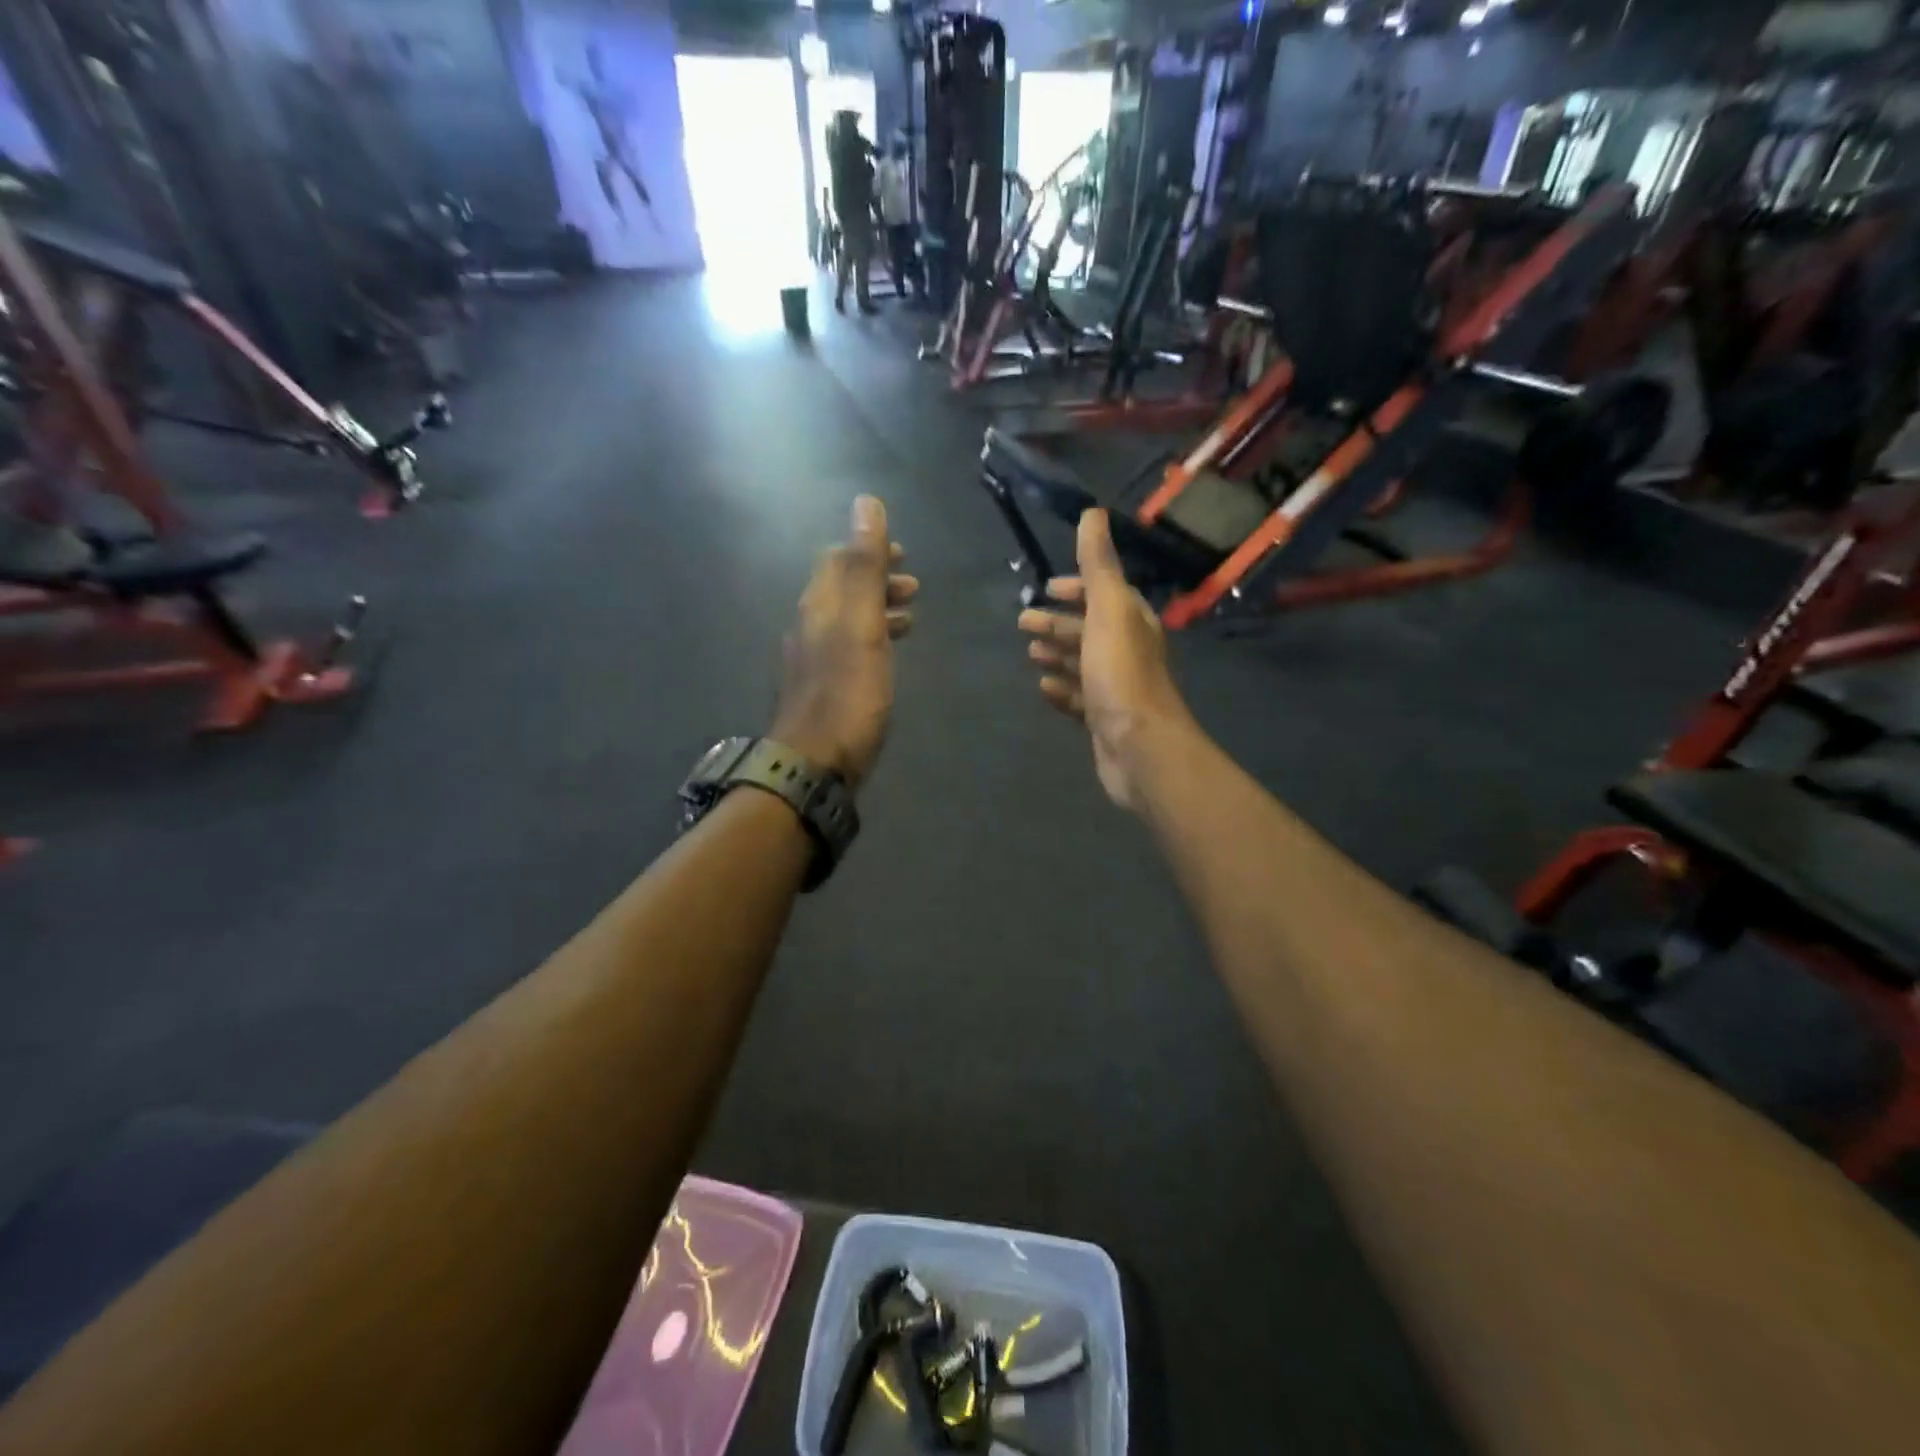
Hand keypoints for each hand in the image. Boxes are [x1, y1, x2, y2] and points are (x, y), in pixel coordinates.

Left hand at [771, 496, 916, 788]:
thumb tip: (866, 503)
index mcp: (818, 605)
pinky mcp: (823, 689)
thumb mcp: (862, 625)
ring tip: (910, 618)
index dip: (868, 549)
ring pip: (846, 619)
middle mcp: (810, 626)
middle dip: (876, 579)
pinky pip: (848, 648)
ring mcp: (813, 660)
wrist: (814, 764)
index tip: (903, 555)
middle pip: (841, 588)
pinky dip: (872, 639)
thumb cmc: (846, 693)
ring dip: (877, 609)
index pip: (837, 559)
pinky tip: (887, 656)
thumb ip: (865, 567)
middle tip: (914, 587)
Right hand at [1018, 511, 1195, 810]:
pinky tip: (1043, 688)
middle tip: (1022, 624)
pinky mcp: (1104, 720)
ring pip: (1082, 664)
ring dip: (1057, 654)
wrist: (1139, 746)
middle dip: (1057, 623)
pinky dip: (1062, 690)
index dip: (1077, 589)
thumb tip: (1093, 513)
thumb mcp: (1108, 610)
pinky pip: (1079, 698)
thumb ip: (1099, 565)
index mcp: (1133, 621)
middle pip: (1089, 629)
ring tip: (1030, 653)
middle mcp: (1128, 651)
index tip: (1047, 589)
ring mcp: (1116, 688)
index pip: (1105, 594)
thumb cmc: (1121, 673)